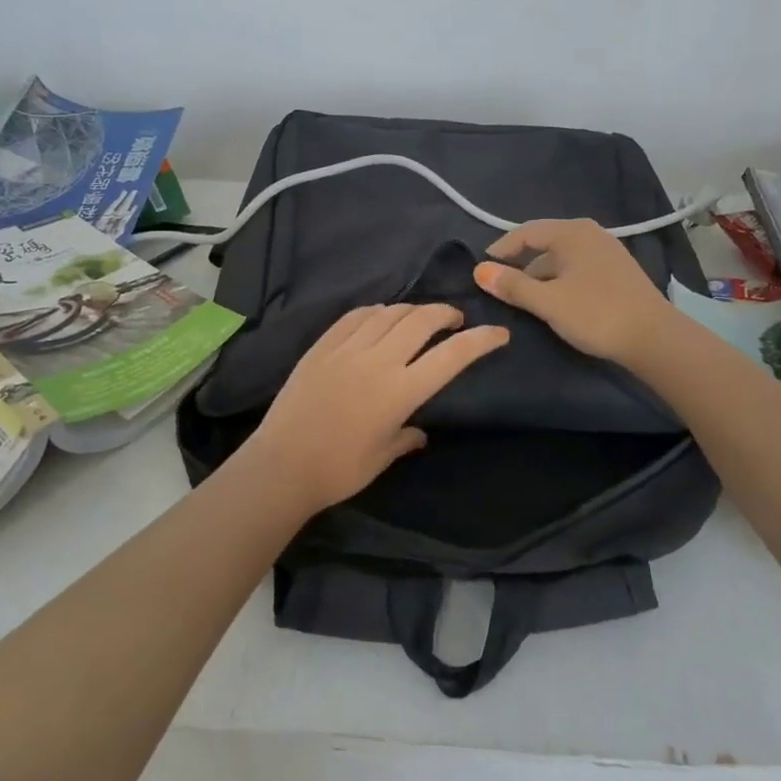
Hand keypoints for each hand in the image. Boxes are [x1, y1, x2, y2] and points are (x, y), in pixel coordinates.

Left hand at [242, 304, 509, 513]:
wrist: (281, 465)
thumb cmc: (338, 470)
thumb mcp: (381, 458)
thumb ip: (405, 439)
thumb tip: (419, 432)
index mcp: (400, 391)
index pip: (451, 356)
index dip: (480, 341)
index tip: (499, 333)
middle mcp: (378, 361)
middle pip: (421, 320)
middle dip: (445, 313)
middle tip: (454, 319)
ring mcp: (347, 349)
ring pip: (388, 313)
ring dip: (411, 310)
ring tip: (418, 318)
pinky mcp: (321, 347)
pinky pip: (354, 317)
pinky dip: (374, 311)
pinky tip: (378, 316)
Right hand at [474, 220, 678, 364]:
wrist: (654, 338)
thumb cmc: (596, 314)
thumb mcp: (547, 302)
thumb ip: (512, 285)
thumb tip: (479, 271)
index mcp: (571, 233)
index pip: (525, 232)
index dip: (500, 250)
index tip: (481, 270)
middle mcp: (590, 234)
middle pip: (543, 243)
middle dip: (519, 263)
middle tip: (499, 286)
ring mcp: (606, 251)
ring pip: (561, 258)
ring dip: (539, 275)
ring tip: (523, 299)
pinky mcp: (616, 271)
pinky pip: (576, 268)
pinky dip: (558, 280)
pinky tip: (554, 301)